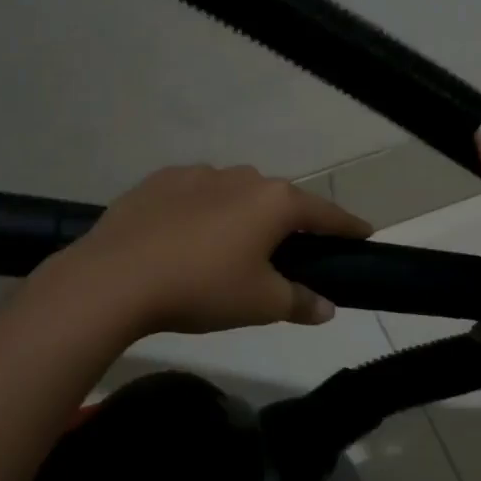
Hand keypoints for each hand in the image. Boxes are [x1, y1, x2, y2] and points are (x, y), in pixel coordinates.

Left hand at [35, 165, 372, 336]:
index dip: (348, 227)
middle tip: (288, 254)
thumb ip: (300, 301)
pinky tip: (187, 238)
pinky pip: (195, 195)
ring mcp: (197, 174)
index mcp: (274, 201)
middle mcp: (241, 176)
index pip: (325, 214)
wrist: (115, 278)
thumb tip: (327, 307)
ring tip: (230, 249)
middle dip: (288, 224)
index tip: (365, 234)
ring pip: (234, 194)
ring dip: (242, 215)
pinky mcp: (159, 181)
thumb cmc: (202, 288)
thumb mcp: (261, 304)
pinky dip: (202, 212)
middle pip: (278, 200)